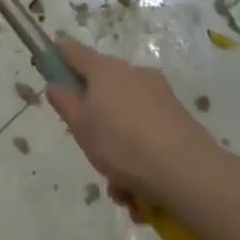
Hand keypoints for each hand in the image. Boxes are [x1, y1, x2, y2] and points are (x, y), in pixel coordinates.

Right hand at [46, 37, 229, 210]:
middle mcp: (132, 73)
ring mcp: (159, 93)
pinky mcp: (179, 116)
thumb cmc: (123, 144)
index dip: (57, 57)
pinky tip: (140, 189)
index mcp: (104, 69)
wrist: (190, 172)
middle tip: (89, 146)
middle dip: (94, 116)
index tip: (49, 72)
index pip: (71, 51)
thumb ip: (64, 102)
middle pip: (102, 86)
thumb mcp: (81, 127)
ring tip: (118, 185)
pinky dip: (140, 152)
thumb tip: (55, 84)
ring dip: (117, 142)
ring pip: (125, 114)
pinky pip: (148, 129)